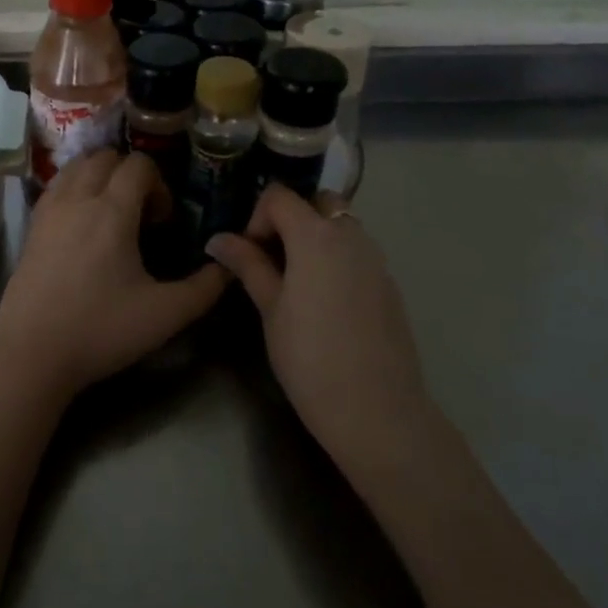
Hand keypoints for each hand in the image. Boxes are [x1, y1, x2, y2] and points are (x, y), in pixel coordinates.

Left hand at [0, 150, 228, 399]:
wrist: (32, 354)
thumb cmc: (101, 330)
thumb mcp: (166, 314)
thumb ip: (205, 288)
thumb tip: (228, 266)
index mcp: (112, 210)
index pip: (139, 164)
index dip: (159, 184)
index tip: (162, 221)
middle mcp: (78, 198)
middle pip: (105, 156)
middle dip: (129, 174)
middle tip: (140, 214)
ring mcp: (49, 210)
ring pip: (76, 166)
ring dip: (99, 175)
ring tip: (111, 212)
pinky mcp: (31, 227)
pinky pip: (55, 186)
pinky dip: (74, 188)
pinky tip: (82, 225)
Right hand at [206, 185, 433, 481]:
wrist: (376, 410)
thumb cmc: (309, 358)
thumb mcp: (270, 309)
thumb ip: (248, 265)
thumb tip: (218, 239)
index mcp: (316, 236)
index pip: (280, 196)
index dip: (257, 217)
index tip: (248, 253)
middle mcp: (351, 235)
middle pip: (317, 201)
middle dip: (291, 218)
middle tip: (272, 258)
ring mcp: (376, 259)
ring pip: (341, 225)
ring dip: (315, 237)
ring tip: (295, 282)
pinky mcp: (390, 284)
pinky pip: (358, 252)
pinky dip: (336, 258)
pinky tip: (324, 302)